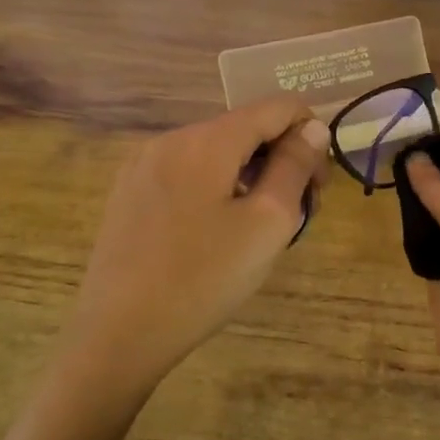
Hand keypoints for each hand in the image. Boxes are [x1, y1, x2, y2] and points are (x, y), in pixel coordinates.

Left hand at [59, 96, 328, 410]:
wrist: (119, 333)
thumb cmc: (204, 279)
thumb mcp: (267, 223)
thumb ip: (294, 167)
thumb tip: (311, 129)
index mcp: (206, 140)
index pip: (274, 106)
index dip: (309, 132)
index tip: (320, 182)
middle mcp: (170, 139)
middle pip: (243, 128)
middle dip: (279, 158)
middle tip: (298, 211)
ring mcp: (142, 165)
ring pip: (214, 151)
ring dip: (248, 174)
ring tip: (259, 227)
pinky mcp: (128, 192)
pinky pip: (186, 172)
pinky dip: (215, 186)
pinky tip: (217, 231)